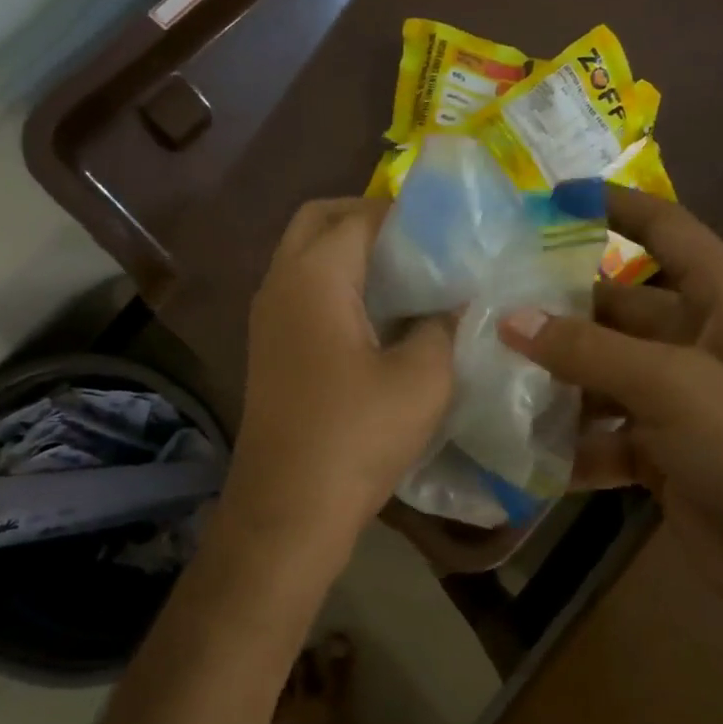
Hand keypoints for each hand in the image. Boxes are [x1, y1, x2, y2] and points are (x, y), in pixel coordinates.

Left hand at [223, 199, 453, 554]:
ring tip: (409, 276)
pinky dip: (337, 285)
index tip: (452, 228)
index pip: (361, 214)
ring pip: (306, 256)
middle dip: (368, 218)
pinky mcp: (270, 348)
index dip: (407, 213)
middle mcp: (280, 283)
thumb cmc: (356, 437)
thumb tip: (455, 302)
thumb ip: (444, 326)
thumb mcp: (422, 378)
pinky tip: (380, 318)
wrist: (288, 510)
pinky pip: (302, 292)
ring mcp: (267, 317)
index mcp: (314, 276)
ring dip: (351, 253)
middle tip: (421, 243)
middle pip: (319, 220)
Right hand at [499, 188, 722, 626]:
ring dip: (553, 380)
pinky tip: (520, 451)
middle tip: (485, 304)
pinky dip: (569, 444)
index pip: (666, 229)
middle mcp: (699, 341)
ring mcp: (679, 400)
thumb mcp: (674, 386)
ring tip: (486, 375)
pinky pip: (602, 435)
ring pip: (601, 374)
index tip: (550, 199)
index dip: (613, 206)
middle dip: (557, 308)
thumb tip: (510, 317)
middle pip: (616, 307)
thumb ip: (588, 350)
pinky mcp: (661, 453)